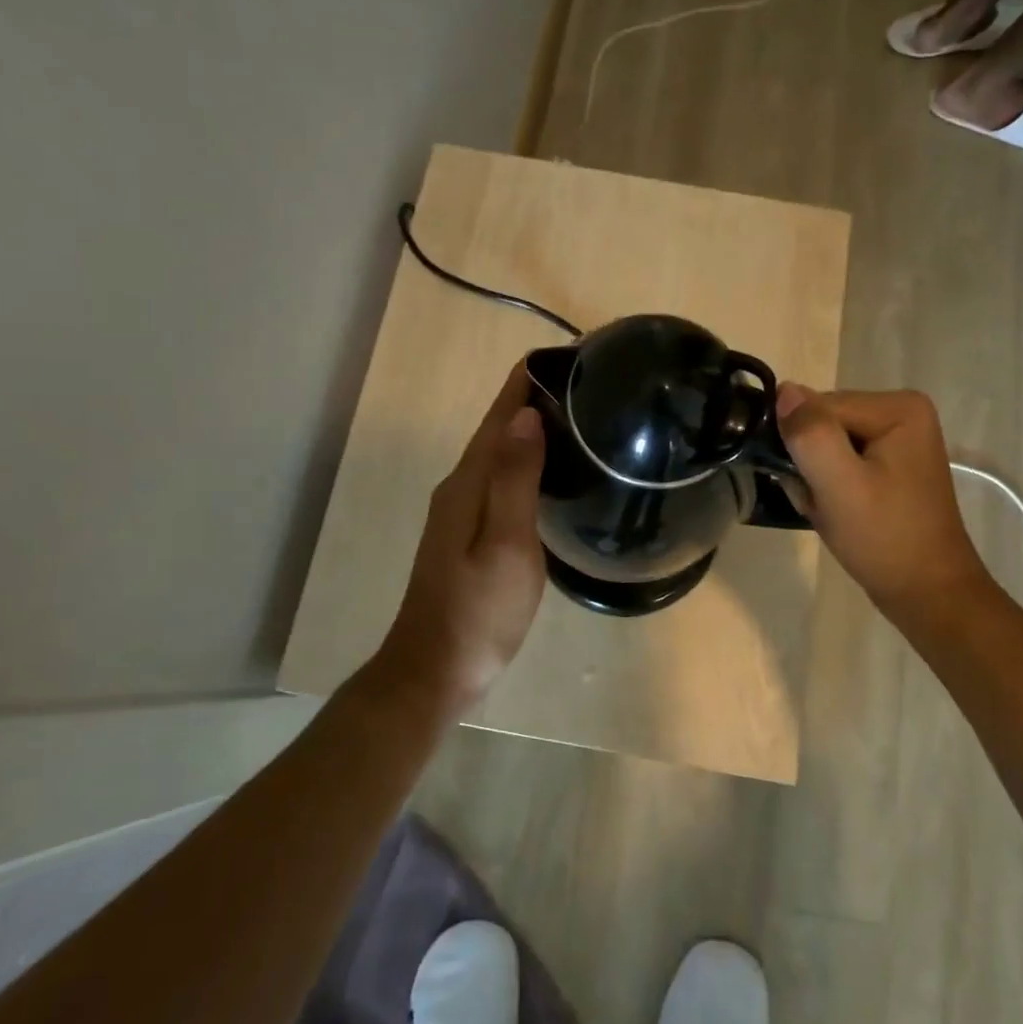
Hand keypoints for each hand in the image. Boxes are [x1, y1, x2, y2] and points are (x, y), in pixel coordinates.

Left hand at [374, 363, 547, 712]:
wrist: (435, 670)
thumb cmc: (478, 611)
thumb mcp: (506, 544)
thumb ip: (514, 478)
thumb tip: (525, 414)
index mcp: (468, 482)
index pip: (499, 416)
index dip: (526, 381)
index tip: (566, 354)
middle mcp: (460, 487)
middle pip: (498, 430)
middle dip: (534, 399)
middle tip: (587, 383)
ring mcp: (460, 512)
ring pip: (499, 455)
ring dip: (530, 430)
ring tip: (577, 416)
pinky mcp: (468, 534)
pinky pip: (500, 480)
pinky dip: (525, 462)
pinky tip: (550, 471)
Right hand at [775, 383, 992, 634]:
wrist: (926, 593)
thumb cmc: (885, 539)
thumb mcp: (840, 486)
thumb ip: (810, 434)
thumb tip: (784, 391)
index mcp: (898, 407)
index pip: (818, 407)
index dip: (802, 447)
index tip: (811, 486)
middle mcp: (901, 411)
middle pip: (822, 422)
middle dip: (809, 462)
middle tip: (820, 502)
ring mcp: (897, 437)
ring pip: (825, 442)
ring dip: (816, 477)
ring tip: (830, 509)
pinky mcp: (890, 462)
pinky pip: (839, 459)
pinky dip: (828, 485)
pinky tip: (838, 510)